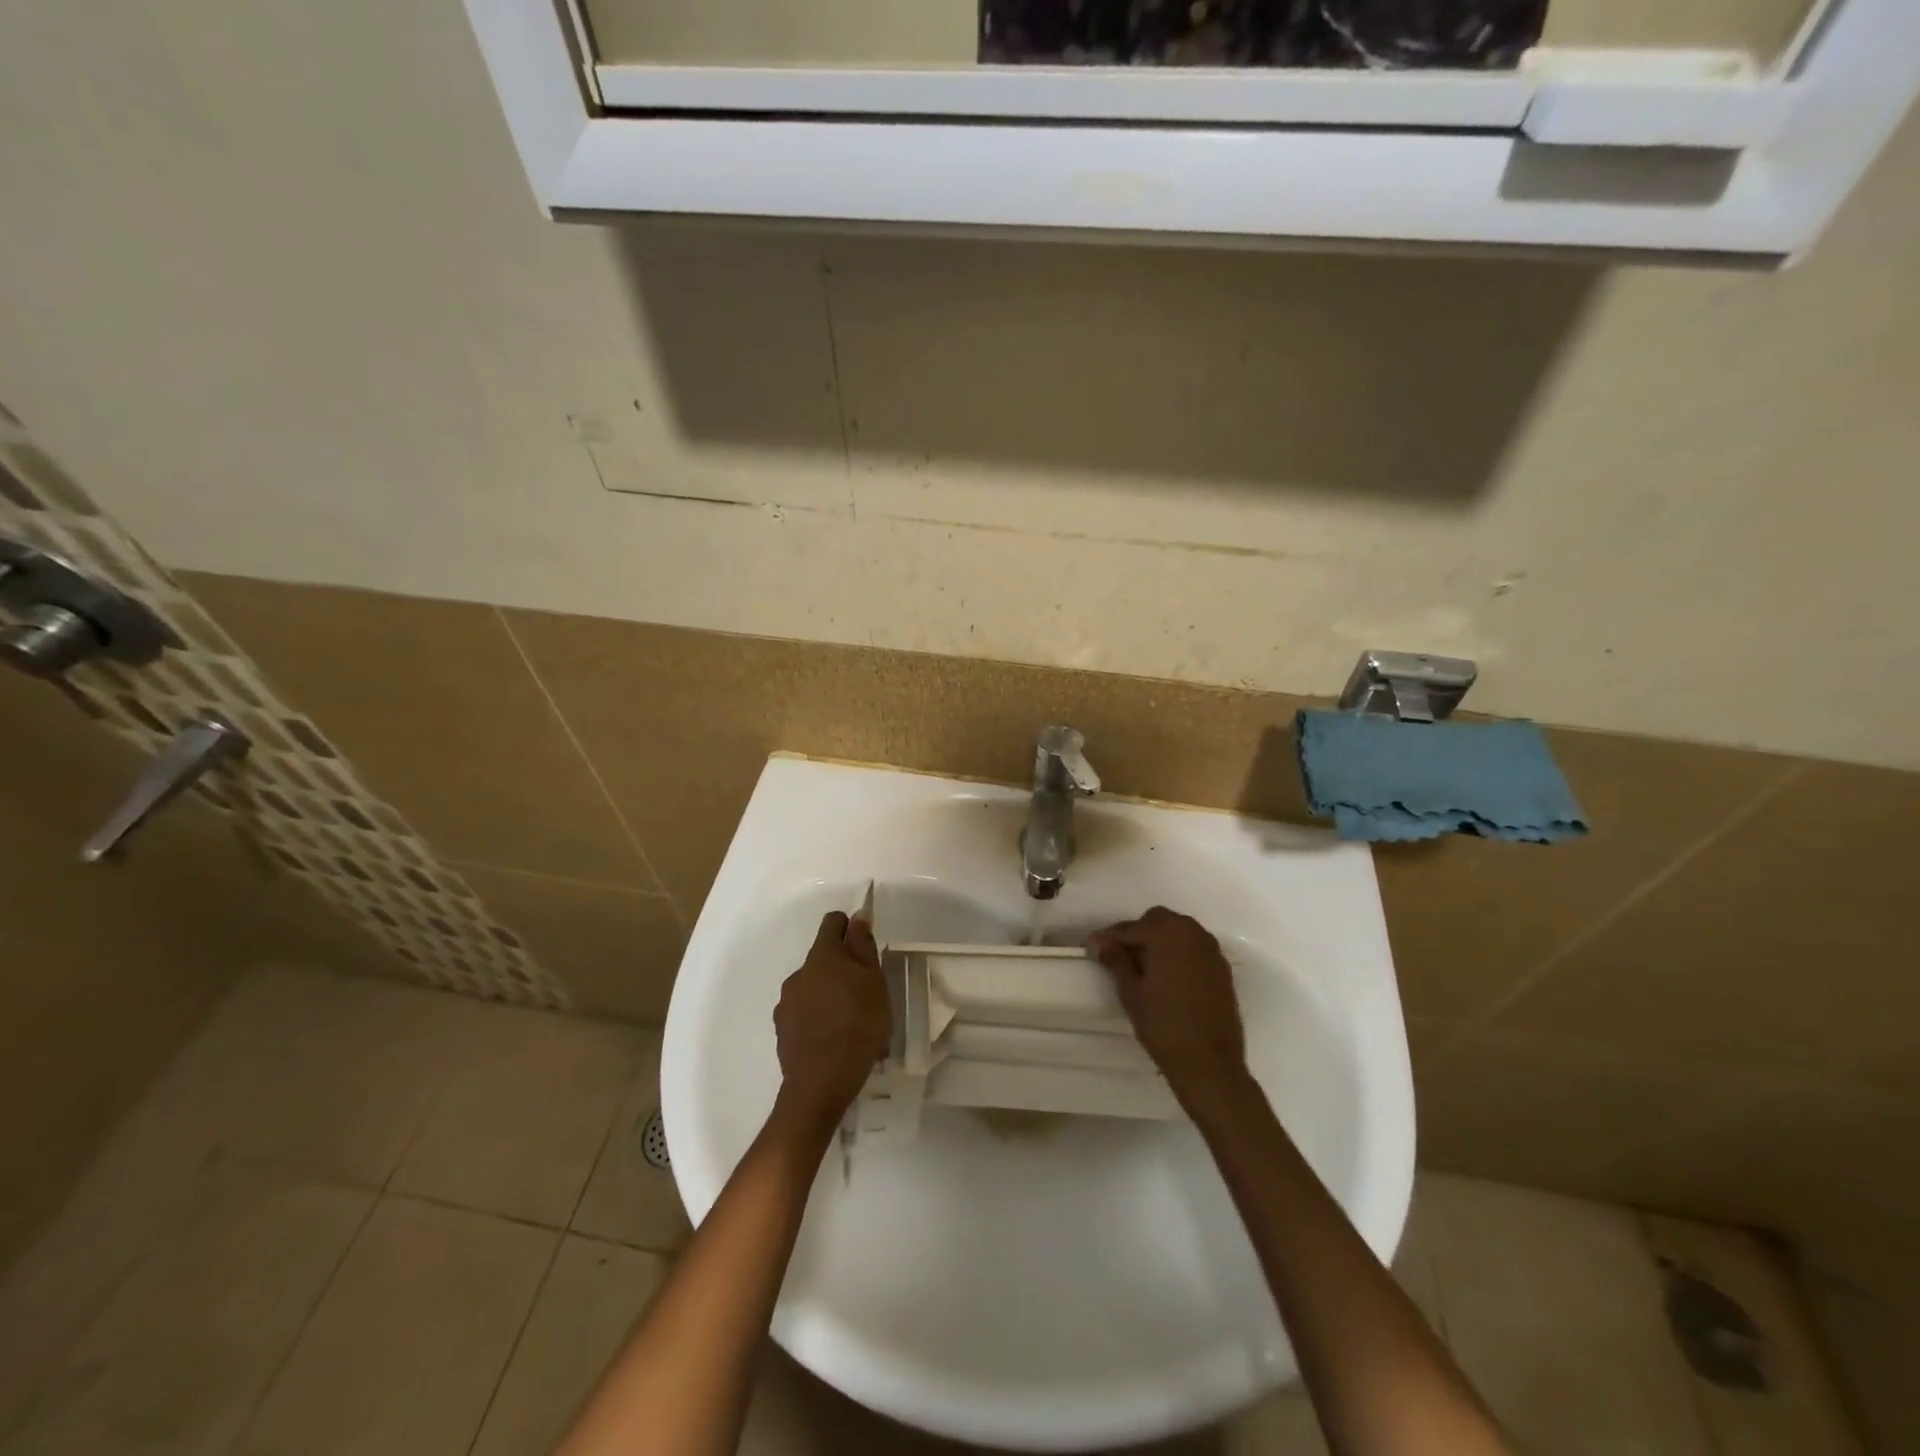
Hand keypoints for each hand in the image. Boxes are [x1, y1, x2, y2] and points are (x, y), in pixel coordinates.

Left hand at [773, 911, 891, 1132]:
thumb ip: (863, 945)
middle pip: (824, 957)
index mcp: (823, 955)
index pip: (833, 922)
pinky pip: (804, 1013)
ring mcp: (787, 1001)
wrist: (821, 1082)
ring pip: (814, 986)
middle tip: (866, 994)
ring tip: (852, 1024)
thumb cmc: (858, 1024)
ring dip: (831, 995)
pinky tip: (834, 1040)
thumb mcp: (874, 980)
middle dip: (843, 968)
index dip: (851, 928)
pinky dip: (818, 1018)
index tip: (866, 949)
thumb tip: (857, 916)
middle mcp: (799, 972)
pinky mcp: (782, 1029)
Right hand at [1089, 906, 1246, 1105]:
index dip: (1109, 938)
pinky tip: (1166, 976)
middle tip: (1118, 956)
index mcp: (1168, 934)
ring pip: (1178, 932)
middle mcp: (1193, 933)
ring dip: (1158, 941)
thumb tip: (1101, 943)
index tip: (1092, 948)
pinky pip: (1194, 948)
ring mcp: (1211, 951)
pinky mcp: (1222, 969)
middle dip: (1137, 933)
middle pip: (1158, 920)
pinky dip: (1177, 953)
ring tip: (1141, 966)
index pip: (1131, 927)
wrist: (1210, 1065)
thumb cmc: (1164, 1027)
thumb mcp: (1131, 993)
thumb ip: (1116, 961)